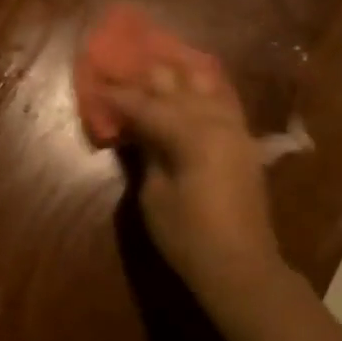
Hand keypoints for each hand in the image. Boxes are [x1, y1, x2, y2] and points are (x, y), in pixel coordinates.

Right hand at [102, 63, 285, 313]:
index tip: (96, 85)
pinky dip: (200, 91)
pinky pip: (220, 100)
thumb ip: (147, 153)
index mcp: (191, 134)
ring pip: (204, 84)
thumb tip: (136, 129)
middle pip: (178, 83)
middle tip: (121, 75)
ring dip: (176, 78)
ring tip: (152, 74)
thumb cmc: (189, 237)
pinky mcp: (244, 139)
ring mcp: (235, 127)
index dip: (118, 96)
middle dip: (147, 79)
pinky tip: (188, 87)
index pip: (146, 105)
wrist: (242, 266)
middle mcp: (216, 121)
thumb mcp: (155, 196)